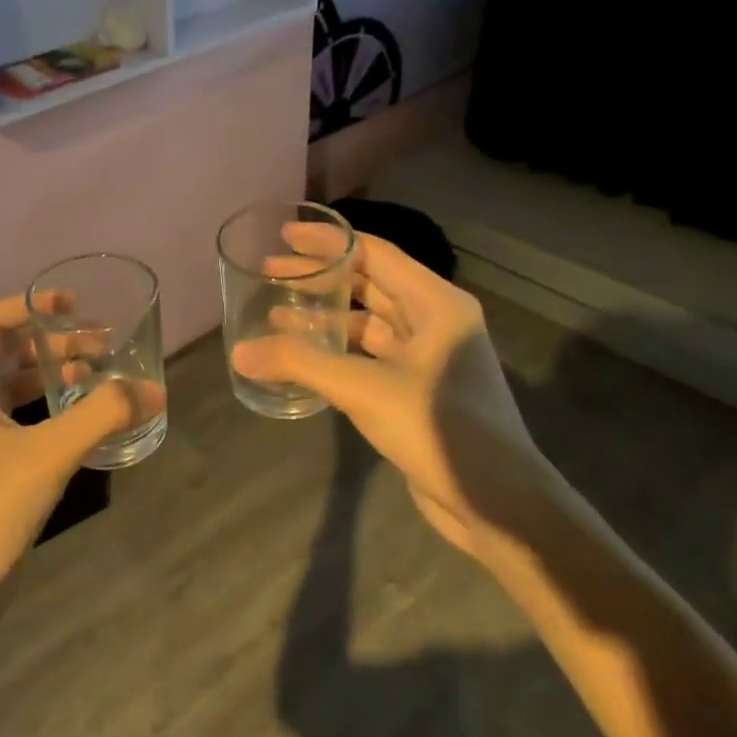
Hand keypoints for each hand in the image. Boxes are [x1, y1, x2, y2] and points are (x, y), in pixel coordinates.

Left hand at [0, 296, 163, 615]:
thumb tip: (154, 390)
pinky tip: (87, 421)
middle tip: (105, 345)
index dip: (30, 306)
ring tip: (103, 376)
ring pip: (19, 388)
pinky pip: (24, 421)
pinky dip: (55, 411)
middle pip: (10, 352)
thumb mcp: (48, 455)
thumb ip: (102, 416)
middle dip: (56, 343)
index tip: (74, 307)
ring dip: (57, 376)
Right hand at [231, 226, 538, 550]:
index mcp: (437, 304)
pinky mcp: (417, 391)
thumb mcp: (365, 389)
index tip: (285, 235)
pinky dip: (338, 352)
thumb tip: (240, 352)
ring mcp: (428, 359)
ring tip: (277, 315)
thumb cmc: (439, 428)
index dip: (329, 242)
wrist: (496, 501)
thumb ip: (301, 364)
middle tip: (271, 273)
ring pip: (369, 324)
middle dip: (322, 278)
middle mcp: (436, 322)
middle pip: (370, 285)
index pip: (376, 254)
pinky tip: (305, 359)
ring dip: (326, 318)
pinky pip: (370, 357)